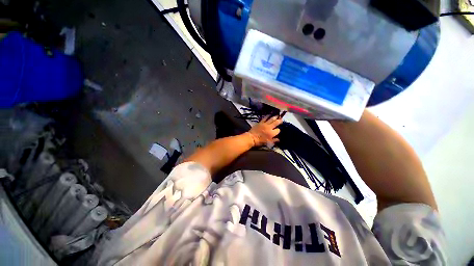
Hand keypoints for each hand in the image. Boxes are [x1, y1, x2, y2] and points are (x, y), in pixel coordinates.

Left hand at [247, 115, 282, 146]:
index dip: (278, 130)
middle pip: (276, 122)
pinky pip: (265, 118)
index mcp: (272, 133)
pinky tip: (269, 114)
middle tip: (281, 119)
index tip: (277, 131)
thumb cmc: (259, 141)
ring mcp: (265, 124)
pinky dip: (268, 116)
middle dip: (279, 121)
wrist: (251, 137)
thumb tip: (278, 139)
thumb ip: (274, 140)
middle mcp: (269, 127)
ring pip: (271, 119)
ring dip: (275, 117)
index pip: (278, 130)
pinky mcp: (260, 122)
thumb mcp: (268, 142)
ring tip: (277, 115)